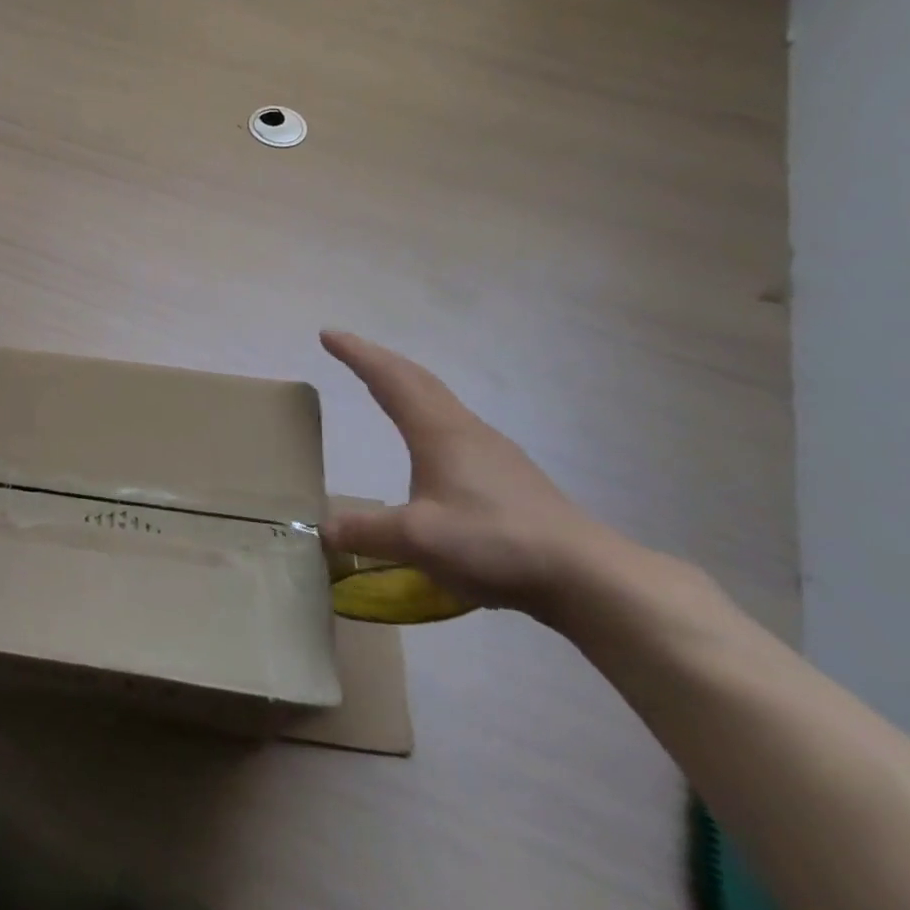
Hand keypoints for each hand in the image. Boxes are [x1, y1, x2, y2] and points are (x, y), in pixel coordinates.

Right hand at [318, 330, 626, 617]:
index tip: (328, 335)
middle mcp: (464, 429)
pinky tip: (430, 441)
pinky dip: (426, 411)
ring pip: (439, 400)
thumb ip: (366, 531)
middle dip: (378, 360)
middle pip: (416, 379)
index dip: (357, 354)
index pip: (390, 379)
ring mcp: (492, 450)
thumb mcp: (418, 539)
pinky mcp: (508, 474)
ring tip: (384, 386)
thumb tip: (324, 529)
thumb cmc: (495, 542)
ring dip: (405, 383)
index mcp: (439, 432)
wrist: (585, 574)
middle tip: (348, 349)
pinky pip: (453, 424)